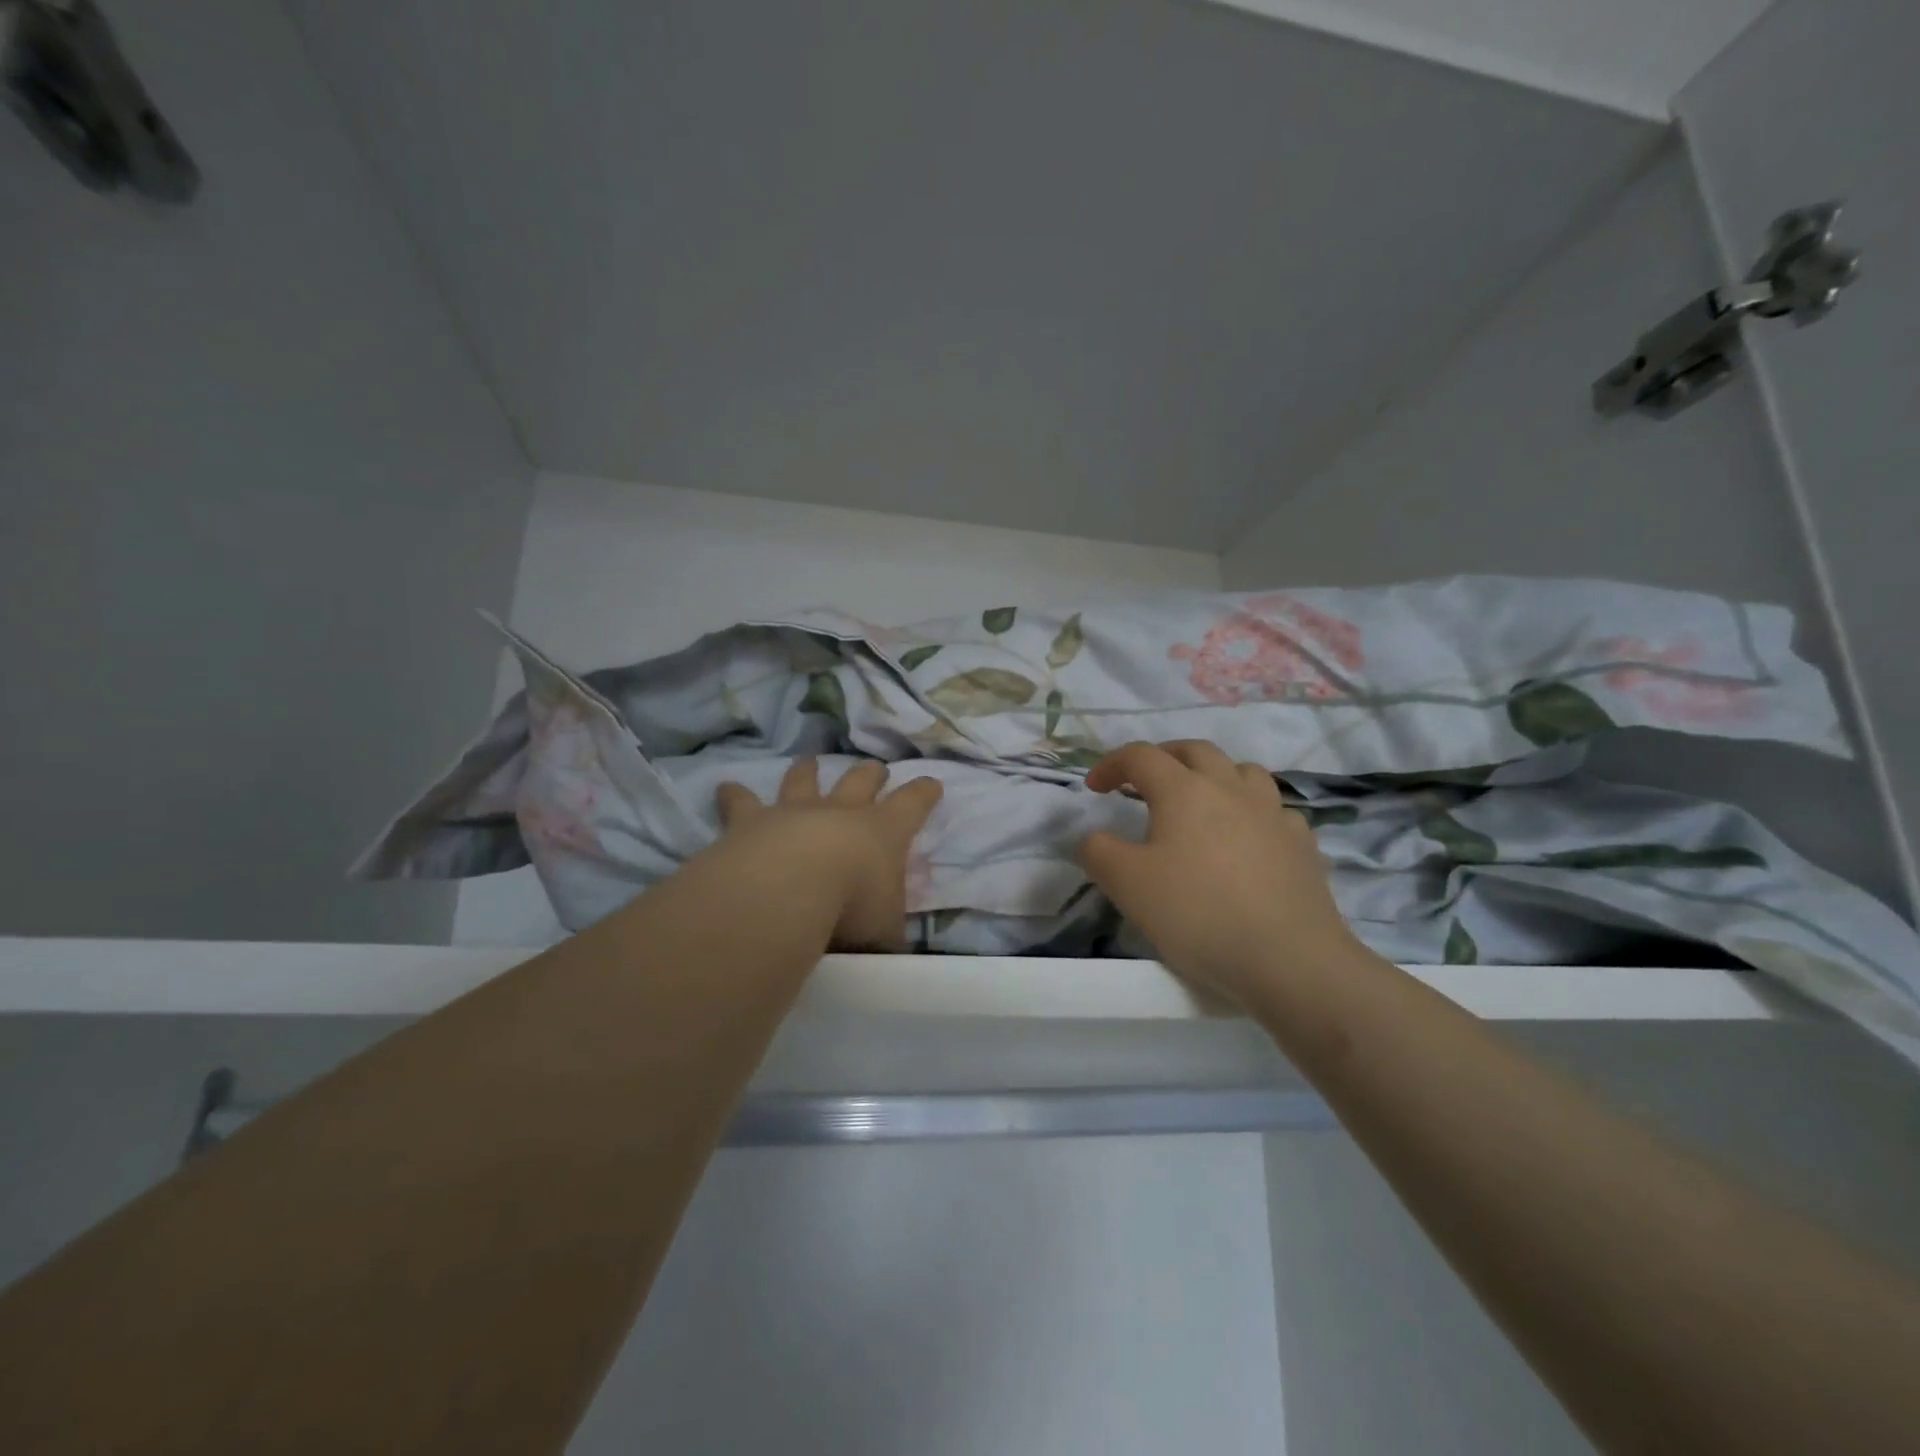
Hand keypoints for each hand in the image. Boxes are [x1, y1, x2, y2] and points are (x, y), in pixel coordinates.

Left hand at [716, 759, 942, 950]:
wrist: (789, 889)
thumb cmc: (851, 906)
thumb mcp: (885, 930)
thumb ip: (887, 931)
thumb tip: (889, 944)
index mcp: (885, 831)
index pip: (914, 803)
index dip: (924, 793)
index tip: (932, 784)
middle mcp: (842, 811)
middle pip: (861, 779)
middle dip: (871, 774)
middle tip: (876, 769)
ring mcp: (795, 811)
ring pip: (804, 779)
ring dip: (807, 770)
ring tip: (808, 761)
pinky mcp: (752, 820)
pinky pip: (742, 801)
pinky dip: (735, 795)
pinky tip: (726, 788)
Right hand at [1077, 741, 1356, 1004]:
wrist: (1288, 959)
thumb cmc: (1197, 913)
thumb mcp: (1126, 885)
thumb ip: (1099, 852)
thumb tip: (1096, 838)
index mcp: (1184, 790)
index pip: (1141, 756)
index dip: (1112, 764)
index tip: (1094, 787)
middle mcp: (1230, 788)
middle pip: (1195, 751)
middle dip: (1164, 757)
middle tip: (1144, 780)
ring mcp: (1273, 813)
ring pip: (1243, 772)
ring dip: (1215, 775)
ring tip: (1201, 800)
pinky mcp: (1302, 844)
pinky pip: (1275, 811)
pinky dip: (1254, 812)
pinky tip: (1249, 838)